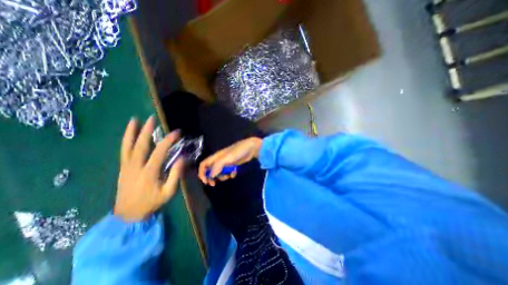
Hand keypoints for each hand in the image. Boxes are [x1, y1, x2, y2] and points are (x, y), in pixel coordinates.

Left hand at [113, 117, 185, 220]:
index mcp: (149, 172)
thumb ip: (176, 174)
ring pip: (127, 146)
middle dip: (146, 130)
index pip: (160, 152)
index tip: (176, 132)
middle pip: (140, 145)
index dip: (168, 140)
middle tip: (152, 119)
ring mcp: (126, 167)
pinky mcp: (122, 168)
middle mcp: (135, 166)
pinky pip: (123, 151)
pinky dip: (125, 140)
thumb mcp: (169, 191)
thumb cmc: (152, 202)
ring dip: (131, 132)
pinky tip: (128, 134)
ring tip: (135, 120)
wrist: (128, 214)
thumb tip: (183, 158)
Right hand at [198, 137, 260, 185]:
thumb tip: (211, 175)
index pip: (204, 164)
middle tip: (214, 184)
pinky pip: (228, 172)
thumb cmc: (239, 151)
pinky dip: (230, 174)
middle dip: (211, 177)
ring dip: (222, 176)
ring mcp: (227, 163)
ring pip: (219, 172)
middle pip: (210, 170)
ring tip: (228, 176)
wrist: (252, 148)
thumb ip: (218, 165)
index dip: (202, 173)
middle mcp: (220, 160)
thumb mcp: (228, 157)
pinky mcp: (233, 165)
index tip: (206, 181)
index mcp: (216, 157)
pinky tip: (234, 173)